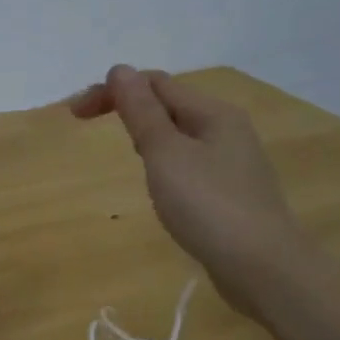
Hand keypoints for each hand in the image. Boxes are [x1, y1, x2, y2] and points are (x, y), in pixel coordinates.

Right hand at [72, 66, 318, 321]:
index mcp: (212, 112)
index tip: (75, 115)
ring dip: (145, 134)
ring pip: (178, 133)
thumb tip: (120, 69)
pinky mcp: (230, 191)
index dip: (112, 90)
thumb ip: (141, 111)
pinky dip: (163, 160)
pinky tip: (159, 184)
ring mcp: (232, 161)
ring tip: (125, 153)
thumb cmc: (209, 206)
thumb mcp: (165, 154)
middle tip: (87, 127)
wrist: (264, 269)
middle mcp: (226, 128)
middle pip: (168, 103)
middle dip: (127, 108)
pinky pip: (189, 160)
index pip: (154, 83)